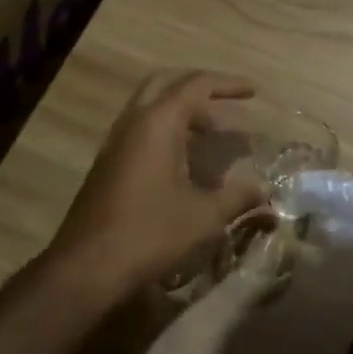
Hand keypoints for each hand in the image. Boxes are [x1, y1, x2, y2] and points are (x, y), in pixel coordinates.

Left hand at [51, 71, 268, 291]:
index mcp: (158, 124)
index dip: (228, 85)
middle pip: (167, 85)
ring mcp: (116, 144)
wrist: (87, 268)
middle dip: (200, 89)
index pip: (196, 85)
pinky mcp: (109, 165)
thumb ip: (238, 197)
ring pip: (152, 109)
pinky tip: (188, 163)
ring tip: (215, 135)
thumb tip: (265, 189)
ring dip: (184, 114)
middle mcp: (133, 123)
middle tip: (227, 104)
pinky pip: (142, 132)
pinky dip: (169, 133)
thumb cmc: (149, 233)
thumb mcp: (204, 216)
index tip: (254, 92)